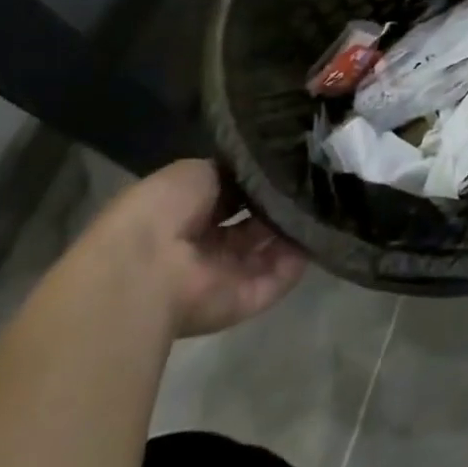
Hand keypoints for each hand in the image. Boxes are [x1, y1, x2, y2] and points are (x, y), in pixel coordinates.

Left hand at [80, 160, 307, 337]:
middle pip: (252, 226)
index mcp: (185, 215)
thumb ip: (231, 173)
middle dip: (278, 206)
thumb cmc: (163, 210)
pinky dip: (299, 257)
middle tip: (309, 183)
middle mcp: (204, 248)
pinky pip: (279, 278)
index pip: (230, 198)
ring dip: (292, 229)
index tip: (286, 166)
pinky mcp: (243, 301)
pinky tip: (317, 230)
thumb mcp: (197, 172)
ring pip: (268, 251)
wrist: (147, 268)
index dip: (256, 183)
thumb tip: (259, 173)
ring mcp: (223, 277)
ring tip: (320, 201)